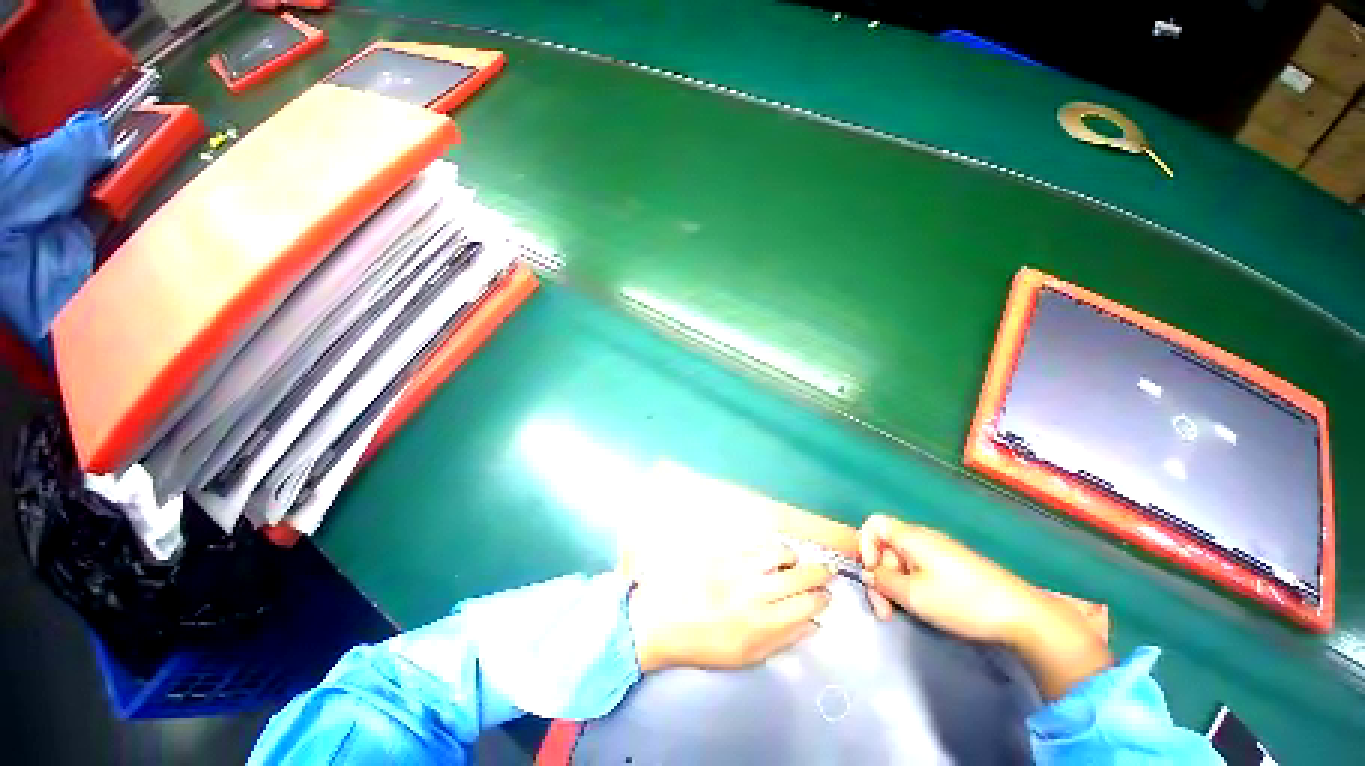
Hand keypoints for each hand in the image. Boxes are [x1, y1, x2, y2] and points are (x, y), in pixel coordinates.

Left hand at [627, 544, 833, 671]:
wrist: (663, 619)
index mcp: (762, 624)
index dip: (822, 598)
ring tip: (793, 561)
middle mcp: (755, 592)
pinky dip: (768, 546)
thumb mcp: (747, 655)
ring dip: (793, 556)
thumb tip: (814, 624)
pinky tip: (768, 552)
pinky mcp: (723, 551)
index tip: (825, 596)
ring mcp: (738, 567)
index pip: (808, 604)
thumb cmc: (706, 643)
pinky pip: (755, 543)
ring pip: (780, 552)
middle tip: (825, 571)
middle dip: (820, 571)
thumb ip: (784, 639)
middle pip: (800, 576)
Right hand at [858, 514, 1043, 644]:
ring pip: (902, 561)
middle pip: (886, 547)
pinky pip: (920, 570)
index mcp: (911, 537)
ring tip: (900, 615)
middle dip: (880, 576)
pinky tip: (921, 609)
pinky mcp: (954, 568)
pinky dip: (912, 587)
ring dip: (894, 586)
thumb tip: (869, 574)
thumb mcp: (913, 595)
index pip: (874, 524)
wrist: (1021, 616)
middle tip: (884, 611)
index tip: (873, 574)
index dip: (865, 545)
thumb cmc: (961, 601)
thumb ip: (883, 581)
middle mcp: (923, 538)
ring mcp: (941, 553)